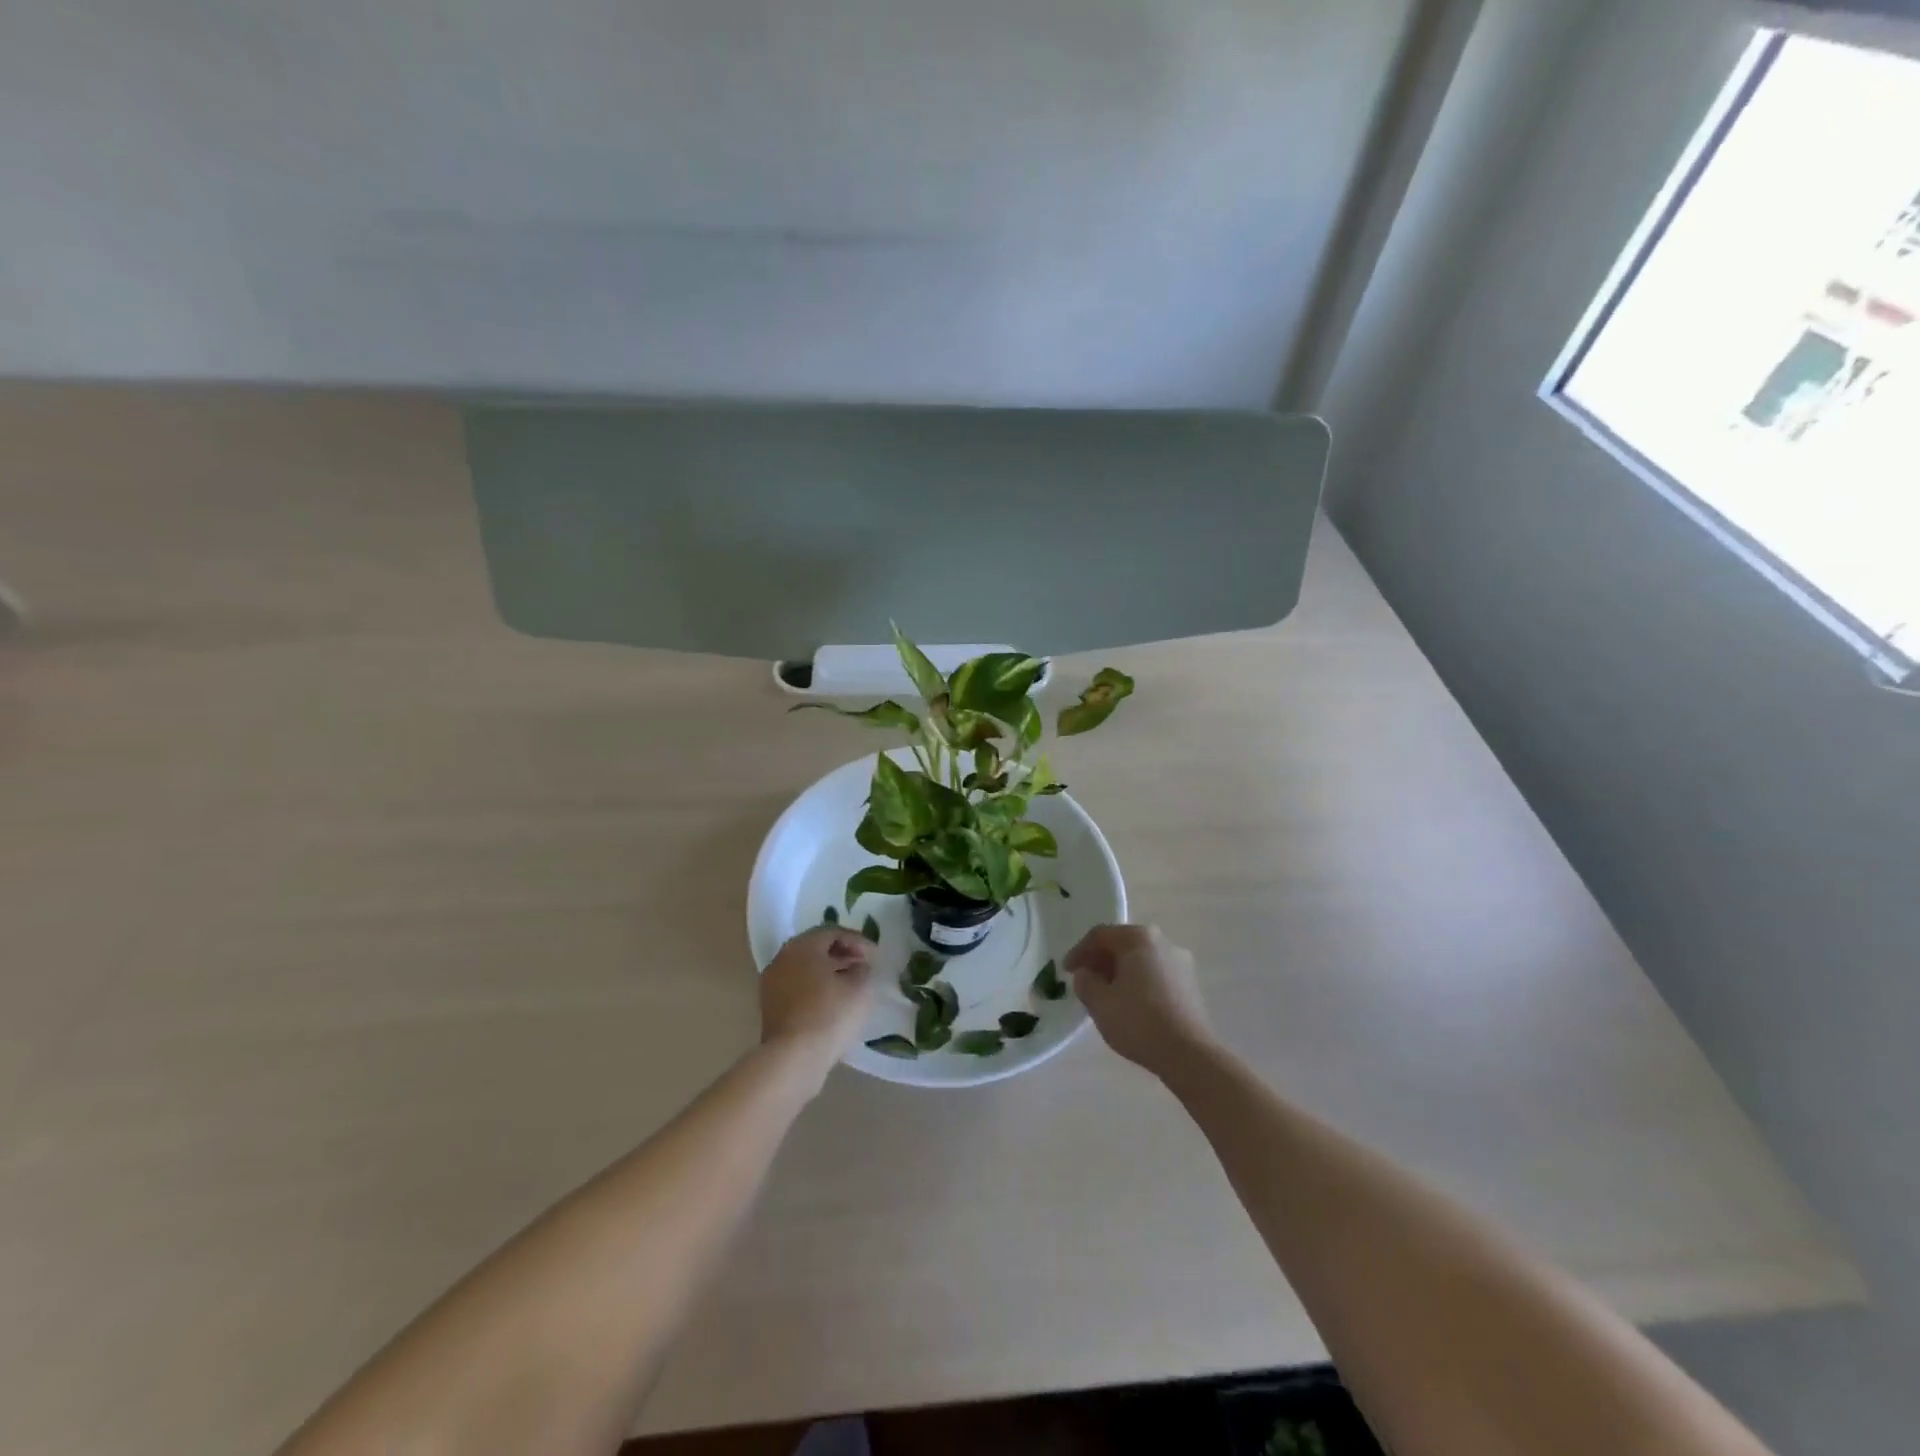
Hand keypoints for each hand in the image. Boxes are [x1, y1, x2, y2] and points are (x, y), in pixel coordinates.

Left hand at [759, 926, 875, 1084]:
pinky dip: (815, 988)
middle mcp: (783, 958)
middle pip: (815, 947)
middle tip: (862, 965)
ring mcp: (772, 983)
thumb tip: (857, 966)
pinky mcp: (770, 1007)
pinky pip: (796, 987)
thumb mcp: (859, 988)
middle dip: (841, 954)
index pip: (832, 932)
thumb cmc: (830, 1014)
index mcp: (803, 946)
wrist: (793, 1058)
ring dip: (827, 971)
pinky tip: (831, 1003)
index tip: (875, 955)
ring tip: (849, 985)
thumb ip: (862, 970)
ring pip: (804, 968)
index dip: (857, 940)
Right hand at [1065, 924, 1215, 1078]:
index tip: (1067, 972)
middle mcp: (1163, 942)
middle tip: (1085, 981)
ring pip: (1141, 960)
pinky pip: (1156, 974)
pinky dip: (1138, 983)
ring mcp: (1181, 962)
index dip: (1079, 952)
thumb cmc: (1139, 1021)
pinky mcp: (1190, 984)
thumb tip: (1086, 974)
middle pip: (1123, 944)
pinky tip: (1130, 1005)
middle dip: (1101, 961)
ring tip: (1106, 995)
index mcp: (1139, 938)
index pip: (1100, 936)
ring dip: (1120, 972)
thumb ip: (1085, 982)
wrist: (1189, 1053)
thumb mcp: (1099, 1003)